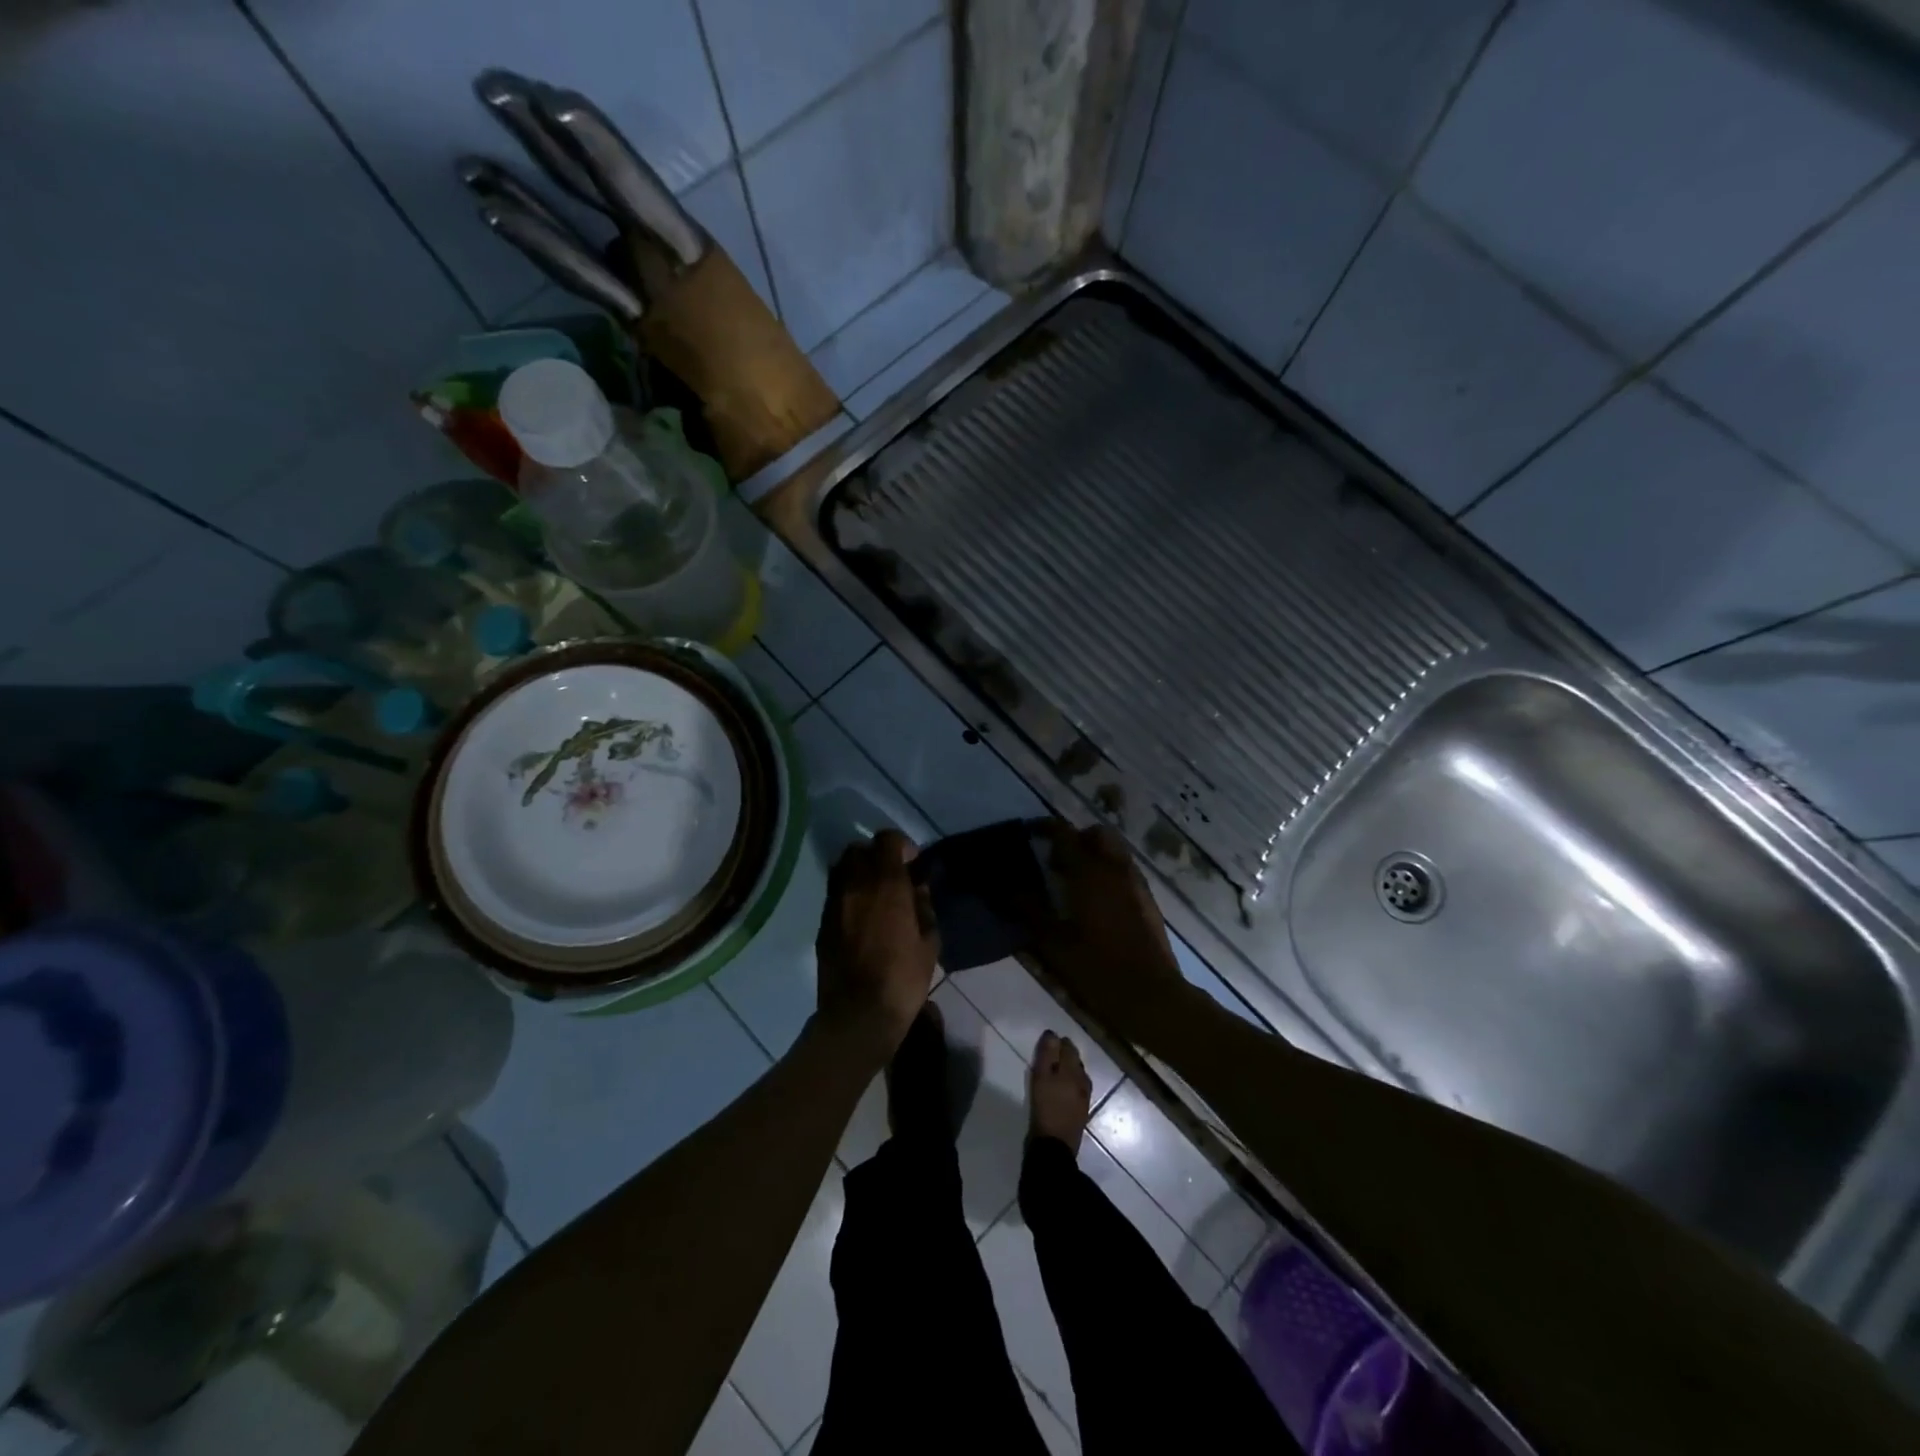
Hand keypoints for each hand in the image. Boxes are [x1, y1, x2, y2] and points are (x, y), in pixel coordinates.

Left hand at [815, 829, 938, 1050]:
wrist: (858, 1014)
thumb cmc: (903, 978)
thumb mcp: (929, 942)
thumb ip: (924, 906)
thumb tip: (918, 887)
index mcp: (886, 884)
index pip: (887, 840)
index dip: (902, 846)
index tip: (913, 865)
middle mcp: (855, 885)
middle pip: (859, 848)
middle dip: (876, 855)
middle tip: (892, 877)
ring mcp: (834, 903)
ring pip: (842, 869)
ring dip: (859, 872)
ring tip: (874, 895)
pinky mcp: (823, 923)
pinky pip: (834, 894)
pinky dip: (848, 894)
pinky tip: (861, 917)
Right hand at [1035, 822, 1190, 1042]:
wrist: (1153, 997)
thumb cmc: (1099, 969)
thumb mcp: (1054, 944)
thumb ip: (1030, 911)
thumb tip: (1008, 888)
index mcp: (1089, 873)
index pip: (1065, 833)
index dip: (1044, 827)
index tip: (1029, 832)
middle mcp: (1115, 869)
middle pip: (1097, 834)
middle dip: (1076, 839)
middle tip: (1056, 863)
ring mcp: (1136, 884)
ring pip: (1114, 851)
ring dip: (1094, 855)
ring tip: (1073, 884)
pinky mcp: (1148, 901)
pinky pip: (1125, 871)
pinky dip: (1108, 873)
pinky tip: (1095, 904)